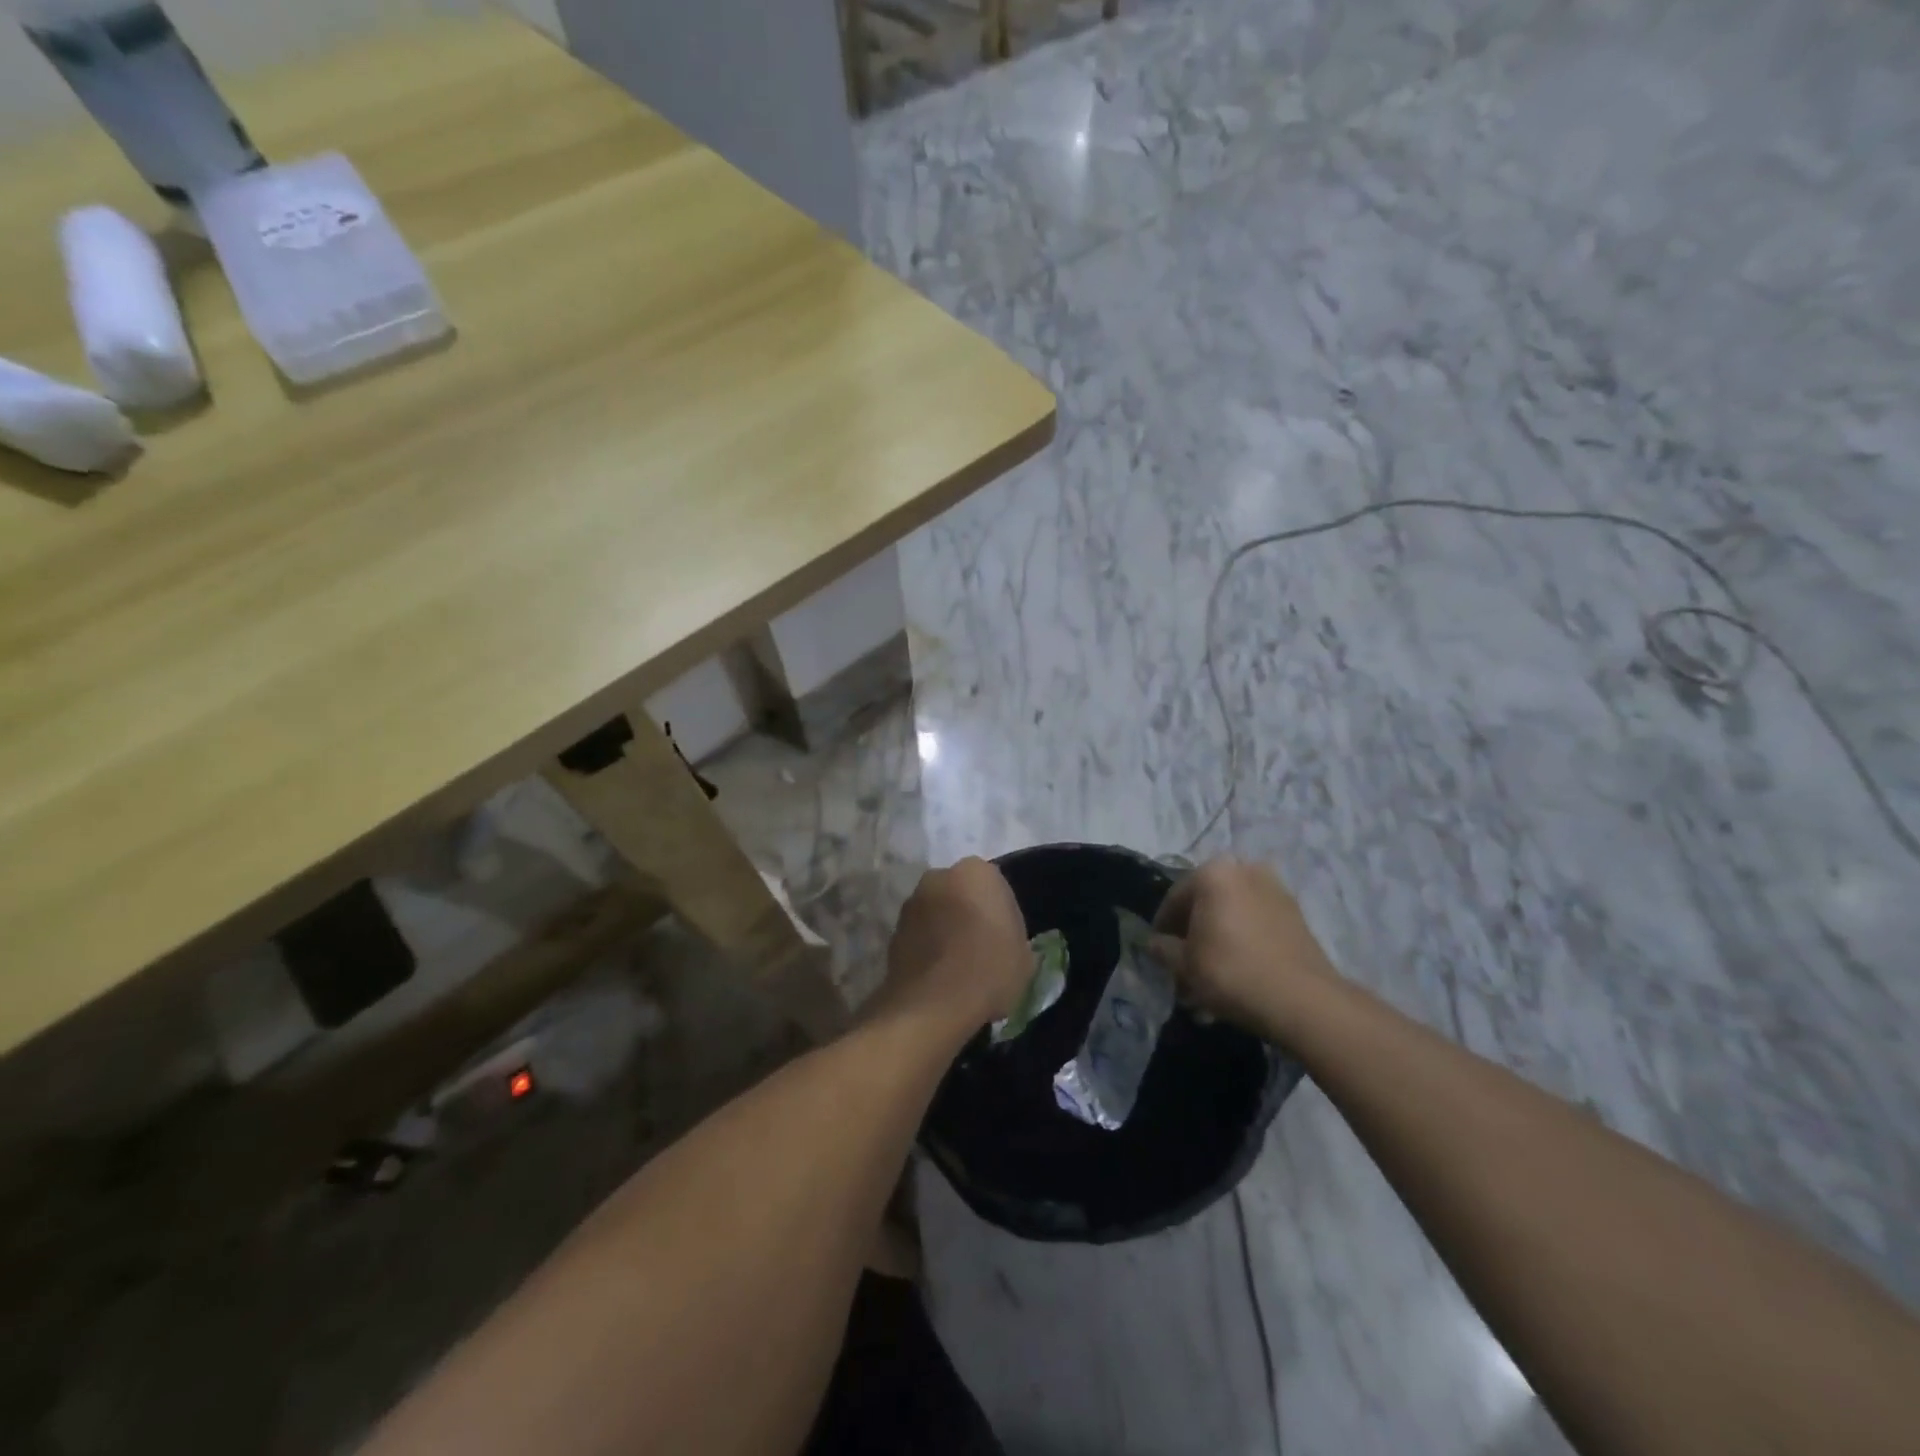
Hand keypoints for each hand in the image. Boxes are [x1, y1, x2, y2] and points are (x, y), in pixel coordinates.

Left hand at [876, 858, 1031, 1031]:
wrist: (934, 1005)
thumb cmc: (989, 970)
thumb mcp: (1024, 956)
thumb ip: (1012, 935)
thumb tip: (1004, 941)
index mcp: (976, 872)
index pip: (993, 884)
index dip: (999, 911)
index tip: (1004, 936)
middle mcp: (938, 877)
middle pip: (959, 892)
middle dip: (967, 912)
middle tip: (981, 946)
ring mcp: (911, 904)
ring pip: (936, 912)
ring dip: (944, 929)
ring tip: (958, 966)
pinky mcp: (892, 932)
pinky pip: (918, 935)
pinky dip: (926, 948)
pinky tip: (939, 977)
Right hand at [1151, 857, 1339, 1040]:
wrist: (1302, 1000)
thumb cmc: (1232, 972)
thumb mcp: (1184, 964)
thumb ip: (1163, 949)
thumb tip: (1154, 943)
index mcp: (1213, 873)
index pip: (1174, 898)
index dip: (1163, 927)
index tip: (1159, 952)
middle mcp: (1244, 869)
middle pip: (1206, 902)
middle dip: (1194, 931)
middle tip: (1185, 963)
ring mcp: (1275, 889)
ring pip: (1233, 912)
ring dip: (1219, 936)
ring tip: (1213, 972)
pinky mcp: (1295, 913)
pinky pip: (1256, 922)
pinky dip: (1243, 939)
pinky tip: (1239, 969)